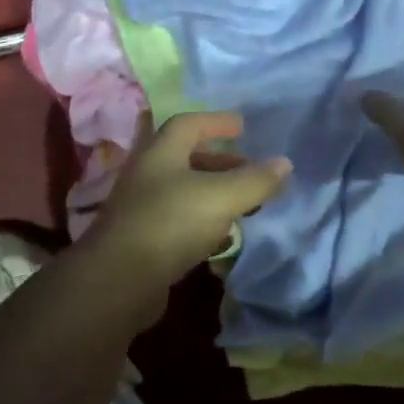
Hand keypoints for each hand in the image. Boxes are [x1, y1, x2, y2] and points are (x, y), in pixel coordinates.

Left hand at [86, 112, 290, 304]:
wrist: (118, 281)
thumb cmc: (170, 223)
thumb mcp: (220, 197)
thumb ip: (254, 181)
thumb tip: (285, 163)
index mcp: (161, 152)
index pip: (189, 124)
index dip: (217, 122)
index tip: (243, 127)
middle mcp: (147, 174)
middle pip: (186, 158)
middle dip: (220, 162)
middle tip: (250, 169)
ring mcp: (141, 207)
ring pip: (183, 191)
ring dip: (213, 193)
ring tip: (243, 204)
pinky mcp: (142, 239)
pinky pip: (178, 220)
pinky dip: (203, 221)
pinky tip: (221, 236)